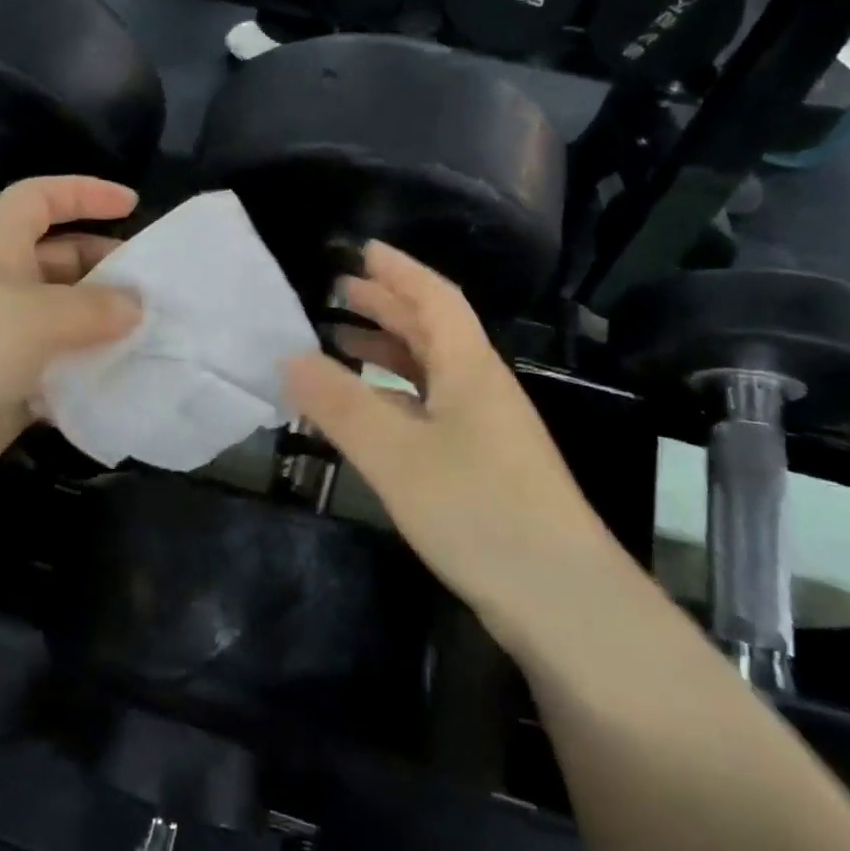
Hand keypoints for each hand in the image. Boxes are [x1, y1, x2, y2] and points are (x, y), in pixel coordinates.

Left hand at [0, 177, 141, 526]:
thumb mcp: (32, 318)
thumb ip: (93, 308)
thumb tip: (136, 306)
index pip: (39, 199)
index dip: (83, 193)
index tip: (132, 204)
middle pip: (61, 262)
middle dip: (107, 269)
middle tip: (159, 289)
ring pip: (65, 322)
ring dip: (106, 328)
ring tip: (158, 338)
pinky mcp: (6, 390)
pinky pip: (59, 373)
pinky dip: (89, 375)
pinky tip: (128, 385)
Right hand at [283, 241, 616, 611]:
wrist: (562, 601)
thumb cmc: (478, 511)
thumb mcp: (395, 454)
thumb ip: (338, 403)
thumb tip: (287, 357)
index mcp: (469, 369)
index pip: (435, 298)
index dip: (399, 270)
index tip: (362, 249)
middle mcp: (481, 388)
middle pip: (434, 330)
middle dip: (387, 305)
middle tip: (339, 291)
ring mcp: (486, 430)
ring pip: (431, 371)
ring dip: (388, 350)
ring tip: (341, 342)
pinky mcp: (483, 467)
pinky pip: (429, 408)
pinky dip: (394, 395)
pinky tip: (368, 412)